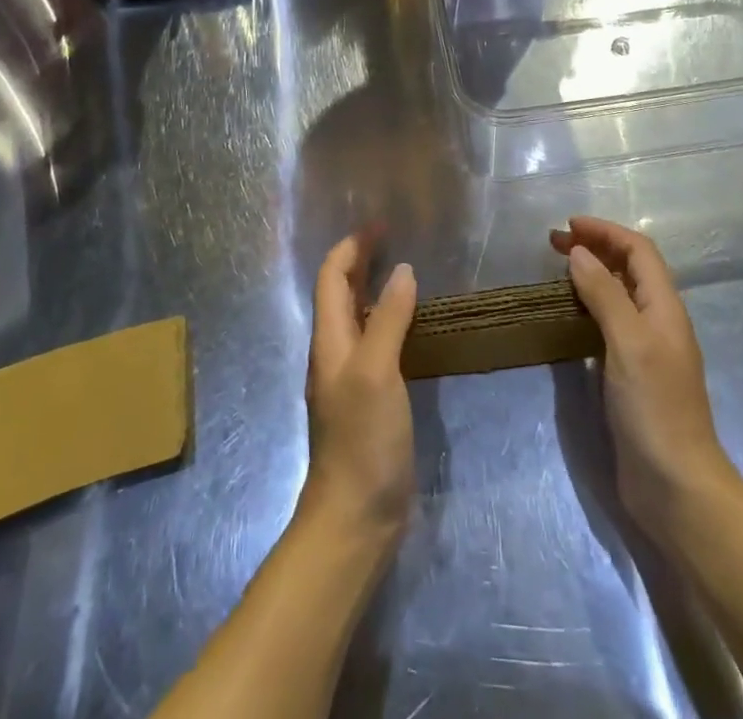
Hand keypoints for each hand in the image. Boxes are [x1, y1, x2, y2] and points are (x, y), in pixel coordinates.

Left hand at [300, 234, 417, 543]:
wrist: (355, 517)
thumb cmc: (363, 439)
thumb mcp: (377, 371)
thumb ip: (387, 319)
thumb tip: (403, 270)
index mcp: (329, 340)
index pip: (331, 277)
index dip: (351, 246)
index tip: (381, 224)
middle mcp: (335, 352)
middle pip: (340, 292)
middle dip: (361, 260)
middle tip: (394, 239)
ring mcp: (350, 377)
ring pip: (357, 317)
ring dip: (374, 288)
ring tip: (406, 272)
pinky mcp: (368, 399)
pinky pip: (374, 343)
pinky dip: (388, 320)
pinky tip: (412, 326)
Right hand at [553, 217, 741, 541]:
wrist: (676, 486)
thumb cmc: (654, 408)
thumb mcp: (628, 343)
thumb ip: (605, 294)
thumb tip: (580, 254)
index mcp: (664, 307)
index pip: (638, 250)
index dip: (605, 231)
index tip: (568, 226)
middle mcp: (658, 321)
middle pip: (629, 268)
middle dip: (596, 247)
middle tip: (554, 243)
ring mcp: (646, 349)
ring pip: (619, 294)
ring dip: (592, 274)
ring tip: (558, 270)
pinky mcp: (632, 374)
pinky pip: (610, 323)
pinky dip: (590, 305)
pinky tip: (569, 313)